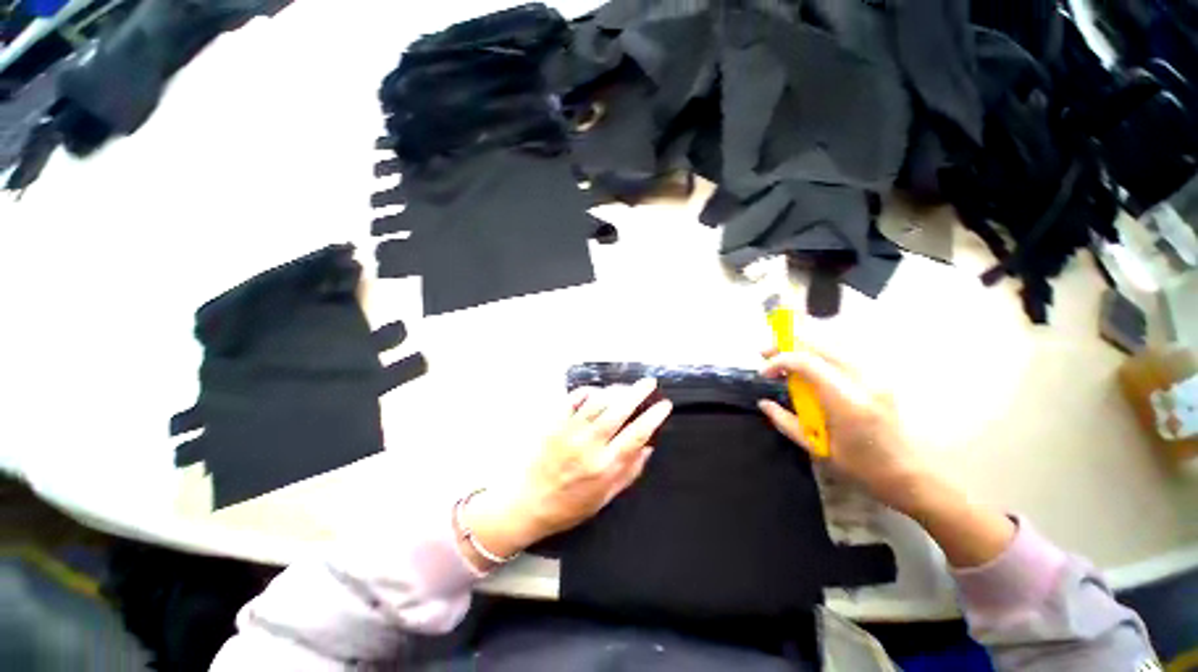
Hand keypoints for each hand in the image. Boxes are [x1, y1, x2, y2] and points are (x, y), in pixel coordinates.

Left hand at [461, 379, 672, 567]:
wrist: (527, 504)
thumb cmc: (569, 506)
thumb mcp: (605, 498)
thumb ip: (629, 472)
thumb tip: (648, 447)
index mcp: (605, 466)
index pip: (637, 434)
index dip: (654, 417)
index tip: (664, 405)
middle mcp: (589, 445)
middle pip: (618, 411)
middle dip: (637, 393)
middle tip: (649, 382)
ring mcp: (570, 431)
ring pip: (597, 401)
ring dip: (615, 390)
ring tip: (625, 387)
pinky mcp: (553, 424)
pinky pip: (572, 400)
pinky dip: (586, 392)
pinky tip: (595, 391)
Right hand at [757, 347, 1015, 566]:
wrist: (915, 476)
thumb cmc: (865, 470)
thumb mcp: (820, 450)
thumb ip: (787, 423)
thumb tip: (764, 403)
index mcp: (847, 402)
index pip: (807, 363)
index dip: (779, 360)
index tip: (764, 373)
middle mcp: (863, 381)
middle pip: (820, 346)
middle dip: (787, 344)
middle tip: (764, 352)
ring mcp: (875, 377)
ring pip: (833, 345)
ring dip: (803, 346)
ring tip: (782, 354)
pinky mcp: (878, 378)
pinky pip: (843, 355)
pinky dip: (819, 353)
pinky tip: (808, 364)